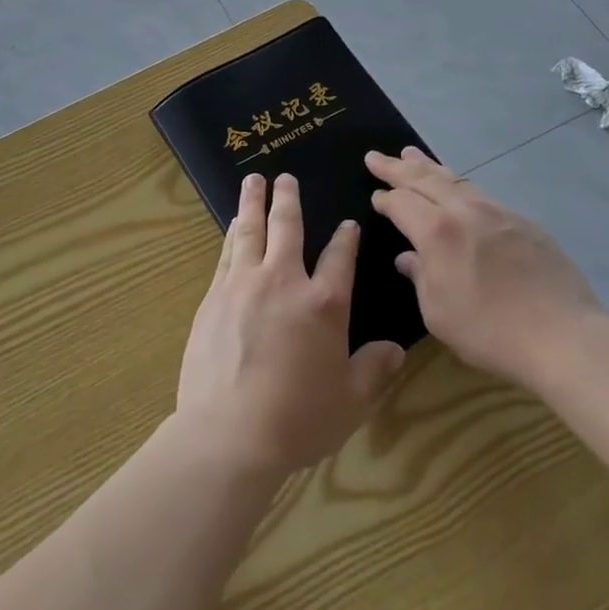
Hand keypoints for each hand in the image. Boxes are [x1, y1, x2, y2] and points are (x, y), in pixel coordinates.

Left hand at [177, 173, 406, 476]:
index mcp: (324, 304)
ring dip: (252, 202)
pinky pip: (226, 254)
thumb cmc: (298, 420)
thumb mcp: (351, 401)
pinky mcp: (213, 297)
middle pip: (287, 227)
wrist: (229, 433)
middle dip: (288, 199)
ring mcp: (243, 285)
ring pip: (249, 230)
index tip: (347, 224)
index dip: (346, 239)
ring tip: (252, 181)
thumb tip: (395, 349)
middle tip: (284, 176)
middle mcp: (283, 282)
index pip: (340, 258)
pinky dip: (231, 234)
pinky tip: (231, 227)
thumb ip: (374, 370)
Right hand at [368, 147, 601, 389]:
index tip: (375, 196)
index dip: (385, 198)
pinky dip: (459, 184)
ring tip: (412, 154)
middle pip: (425, 179)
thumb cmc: (491, 332)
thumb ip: (419, 278)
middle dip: (398, 167)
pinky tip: (458, 189)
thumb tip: (409, 258)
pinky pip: (481, 193)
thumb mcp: (438, 314)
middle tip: (376, 157)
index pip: (402, 203)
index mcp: (438, 232)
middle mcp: (465, 211)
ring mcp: (498, 212)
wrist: (564, 336)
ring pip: (456, 180)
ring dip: (429, 166)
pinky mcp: (523, 222)